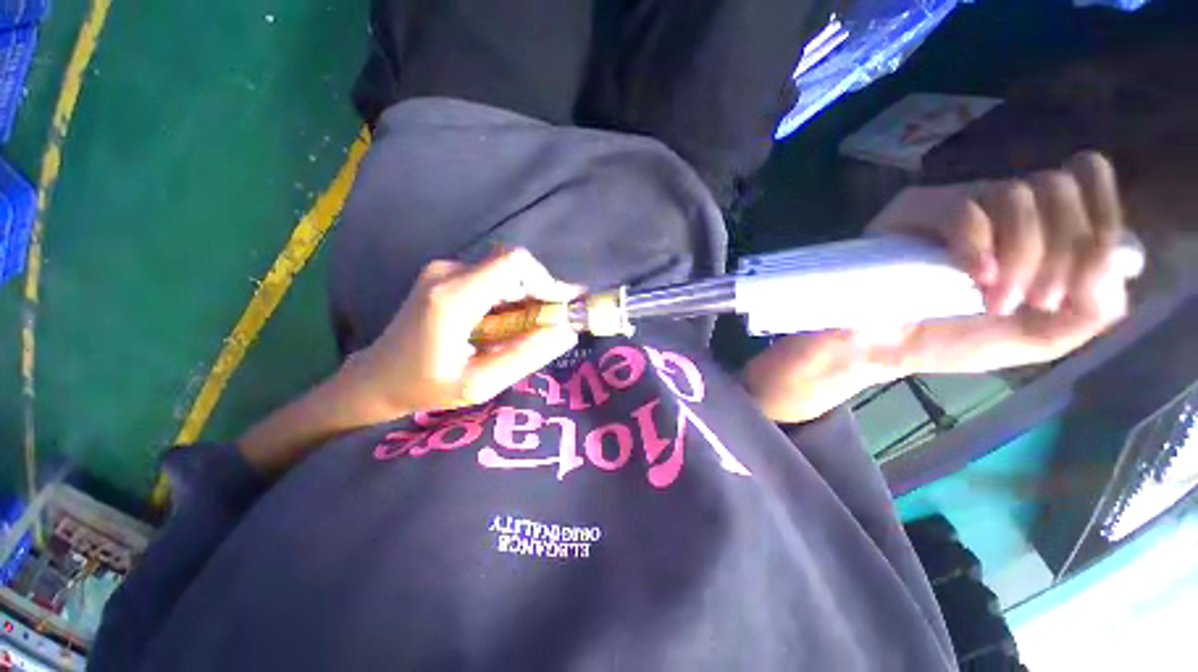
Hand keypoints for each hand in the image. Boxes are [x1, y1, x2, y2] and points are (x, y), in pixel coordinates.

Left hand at [346, 248, 580, 415]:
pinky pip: (492, 275)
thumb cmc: (426, 386)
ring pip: (505, 269)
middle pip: (513, 264)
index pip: (513, 263)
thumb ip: (526, 356)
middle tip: (555, 320)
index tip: (558, 309)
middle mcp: (447, 272)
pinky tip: (512, 320)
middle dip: (540, 290)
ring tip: (534, 325)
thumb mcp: (480, 383)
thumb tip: (567, 333)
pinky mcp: (445, 274)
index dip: (545, 280)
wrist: (377, 376)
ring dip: (527, 293)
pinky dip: (511, 294)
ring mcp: (443, 269)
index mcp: (453, 298)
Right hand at [744, 151, 1136, 423]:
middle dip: (1062, 252)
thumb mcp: (1040, 337)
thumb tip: (1116, 257)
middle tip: (1033, 302)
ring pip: (1019, 193)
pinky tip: (973, 279)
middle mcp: (998, 206)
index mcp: (1032, 228)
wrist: (878, 345)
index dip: (1101, 220)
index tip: (1081, 279)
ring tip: (994, 299)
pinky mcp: (914, 210)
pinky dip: (980, 246)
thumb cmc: (953, 339)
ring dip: (1023, 254)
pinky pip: (965, 209)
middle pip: (1061, 186)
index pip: (1088, 183)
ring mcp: (954, 203)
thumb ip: (1095, 306)